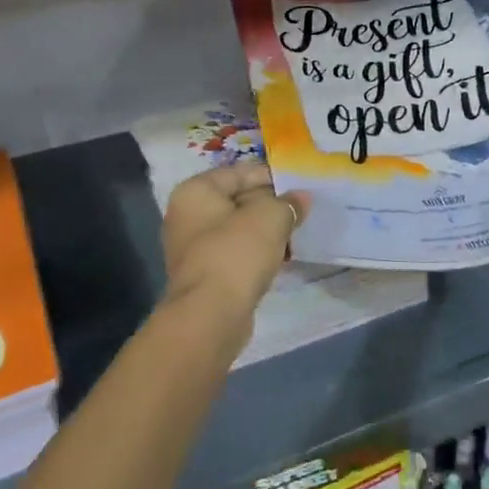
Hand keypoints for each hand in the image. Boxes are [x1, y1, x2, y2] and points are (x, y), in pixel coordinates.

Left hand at [162, 163, 303, 329]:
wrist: (210, 315)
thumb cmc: (236, 252)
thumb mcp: (270, 217)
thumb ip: (287, 203)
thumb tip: (301, 198)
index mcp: (195, 192)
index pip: (238, 173)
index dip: (270, 176)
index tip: (299, 185)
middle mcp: (187, 216)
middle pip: (236, 200)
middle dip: (269, 204)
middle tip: (301, 209)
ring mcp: (193, 248)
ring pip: (237, 229)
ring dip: (265, 230)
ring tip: (296, 233)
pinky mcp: (204, 275)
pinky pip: (236, 253)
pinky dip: (256, 252)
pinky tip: (281, 258)